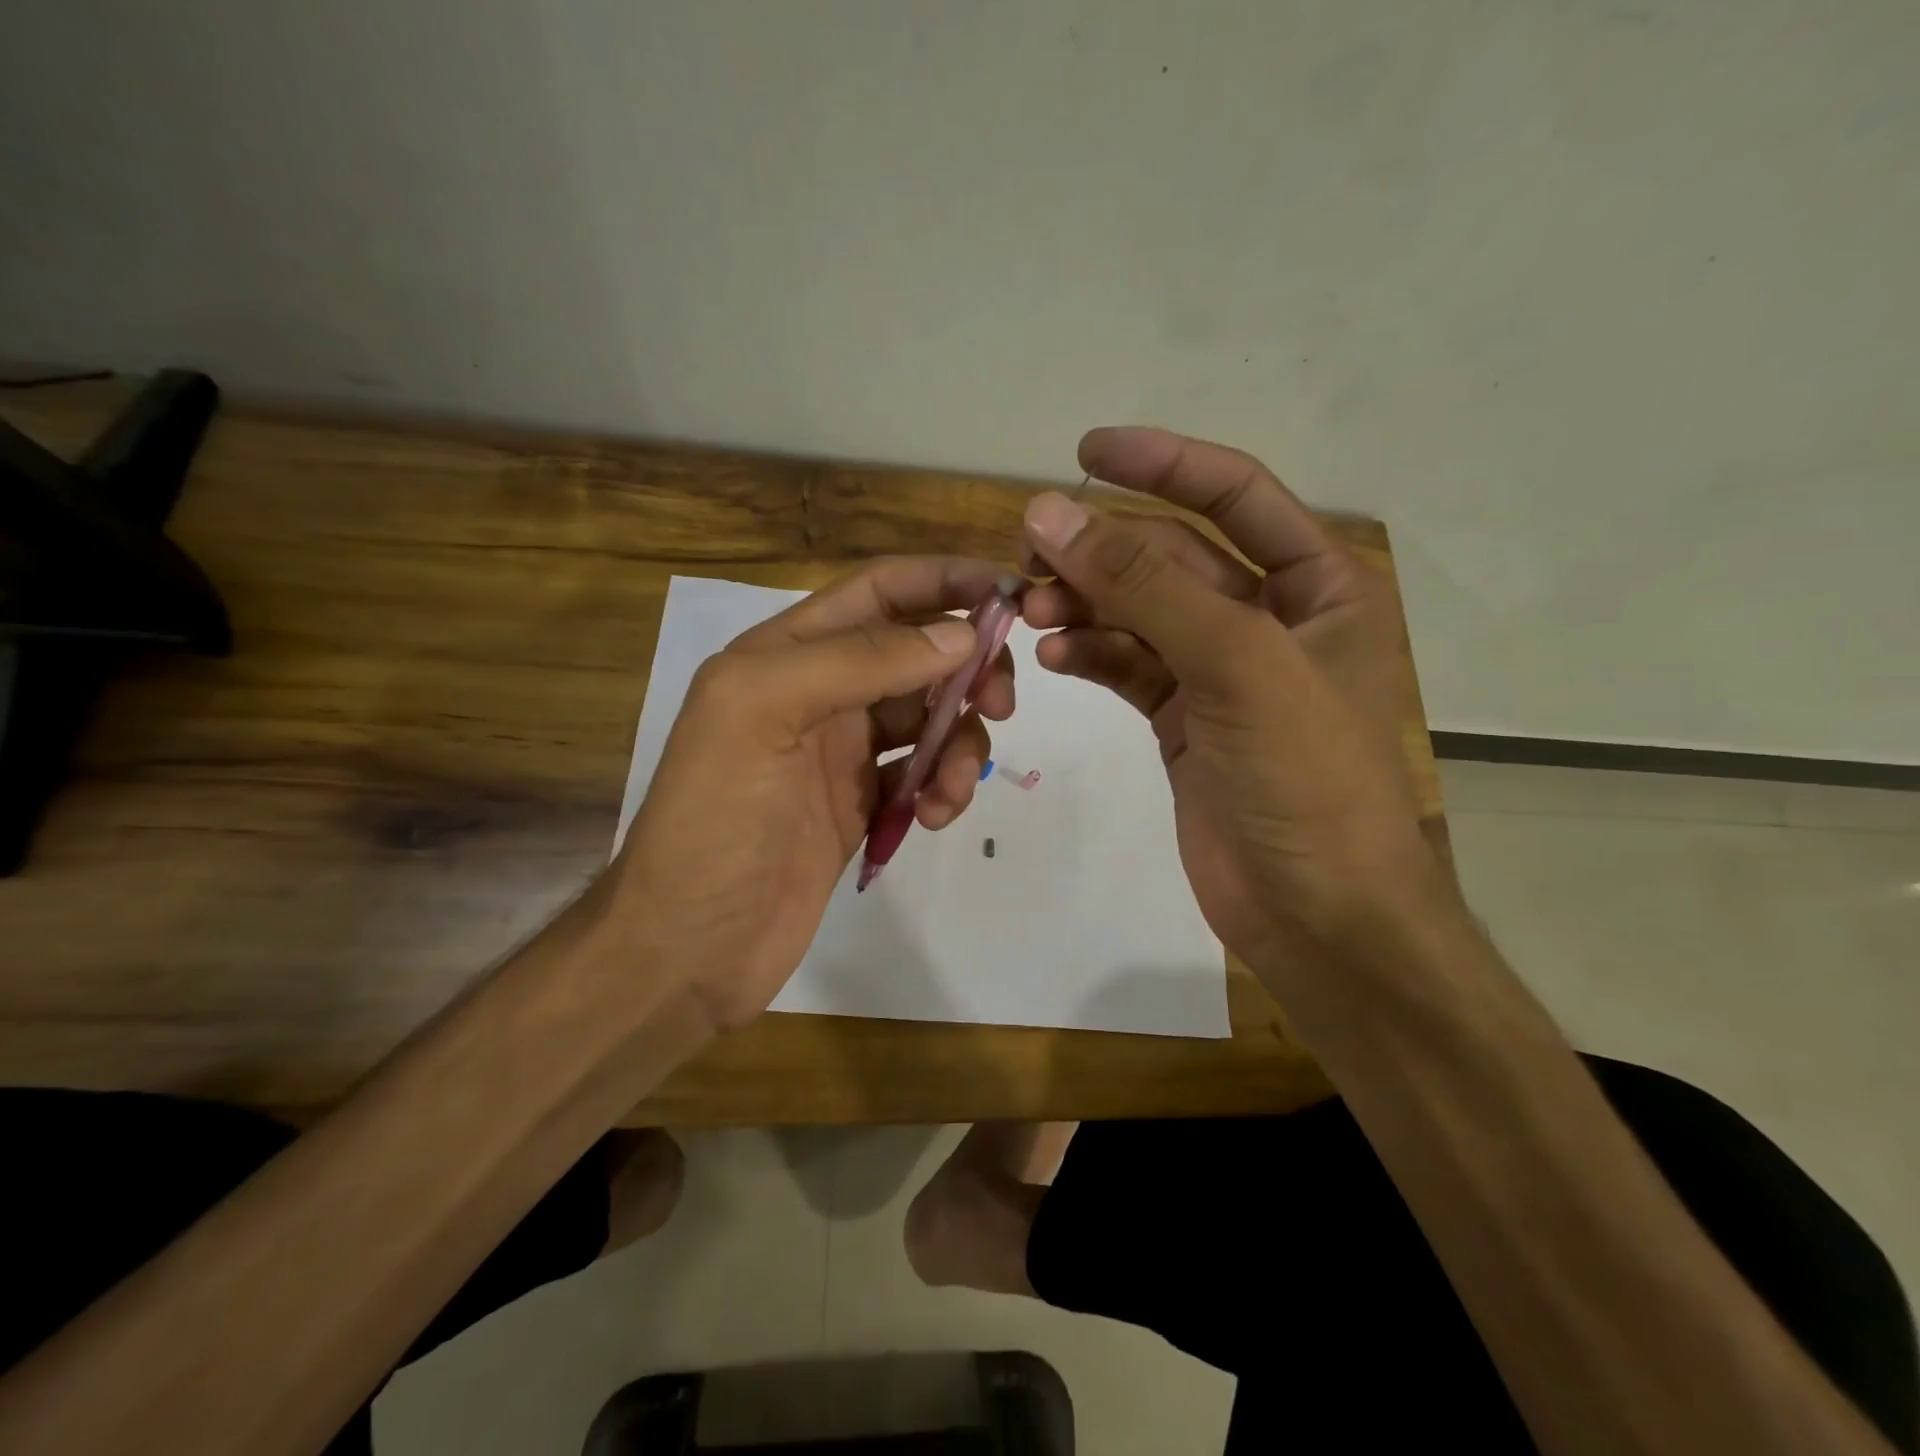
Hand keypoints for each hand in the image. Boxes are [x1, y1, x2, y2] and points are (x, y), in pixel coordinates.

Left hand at [609, 558, 1014, 1028]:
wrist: (689, 949)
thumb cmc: (714, 822)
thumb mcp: (764, 714)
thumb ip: (859, 661)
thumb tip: (961, 634)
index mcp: (786, 653)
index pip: (881, 591)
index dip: (946, 581)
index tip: (1012, 594)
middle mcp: (819, 691)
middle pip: (917, 652)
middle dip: (967, 668)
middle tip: (1000, 703)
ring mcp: (841, 751)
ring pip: (929, 717)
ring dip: (958, 742)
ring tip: (950, 789)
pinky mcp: (861, 804)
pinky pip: (922, 773)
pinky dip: (942, 786)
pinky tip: (933, 817)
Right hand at [1019, 428, 1438, 984]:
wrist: (1318, 914)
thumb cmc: (1305, 780)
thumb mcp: (1235, 663)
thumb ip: (1143, 585)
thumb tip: (1051, 513)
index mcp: (1318, 586)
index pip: (1233, 495)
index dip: (1162, 464)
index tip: (1084, 451)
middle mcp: (1270, 619)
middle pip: (1172, 558)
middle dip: (1102, 552)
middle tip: (1028, 556)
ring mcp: (1221, 673)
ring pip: (1140, 614)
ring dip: (1085, 605)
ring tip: (1029, 613)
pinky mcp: (1183, 721)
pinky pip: (1128, 667)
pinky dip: (1090, 654)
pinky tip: (1054, 655)